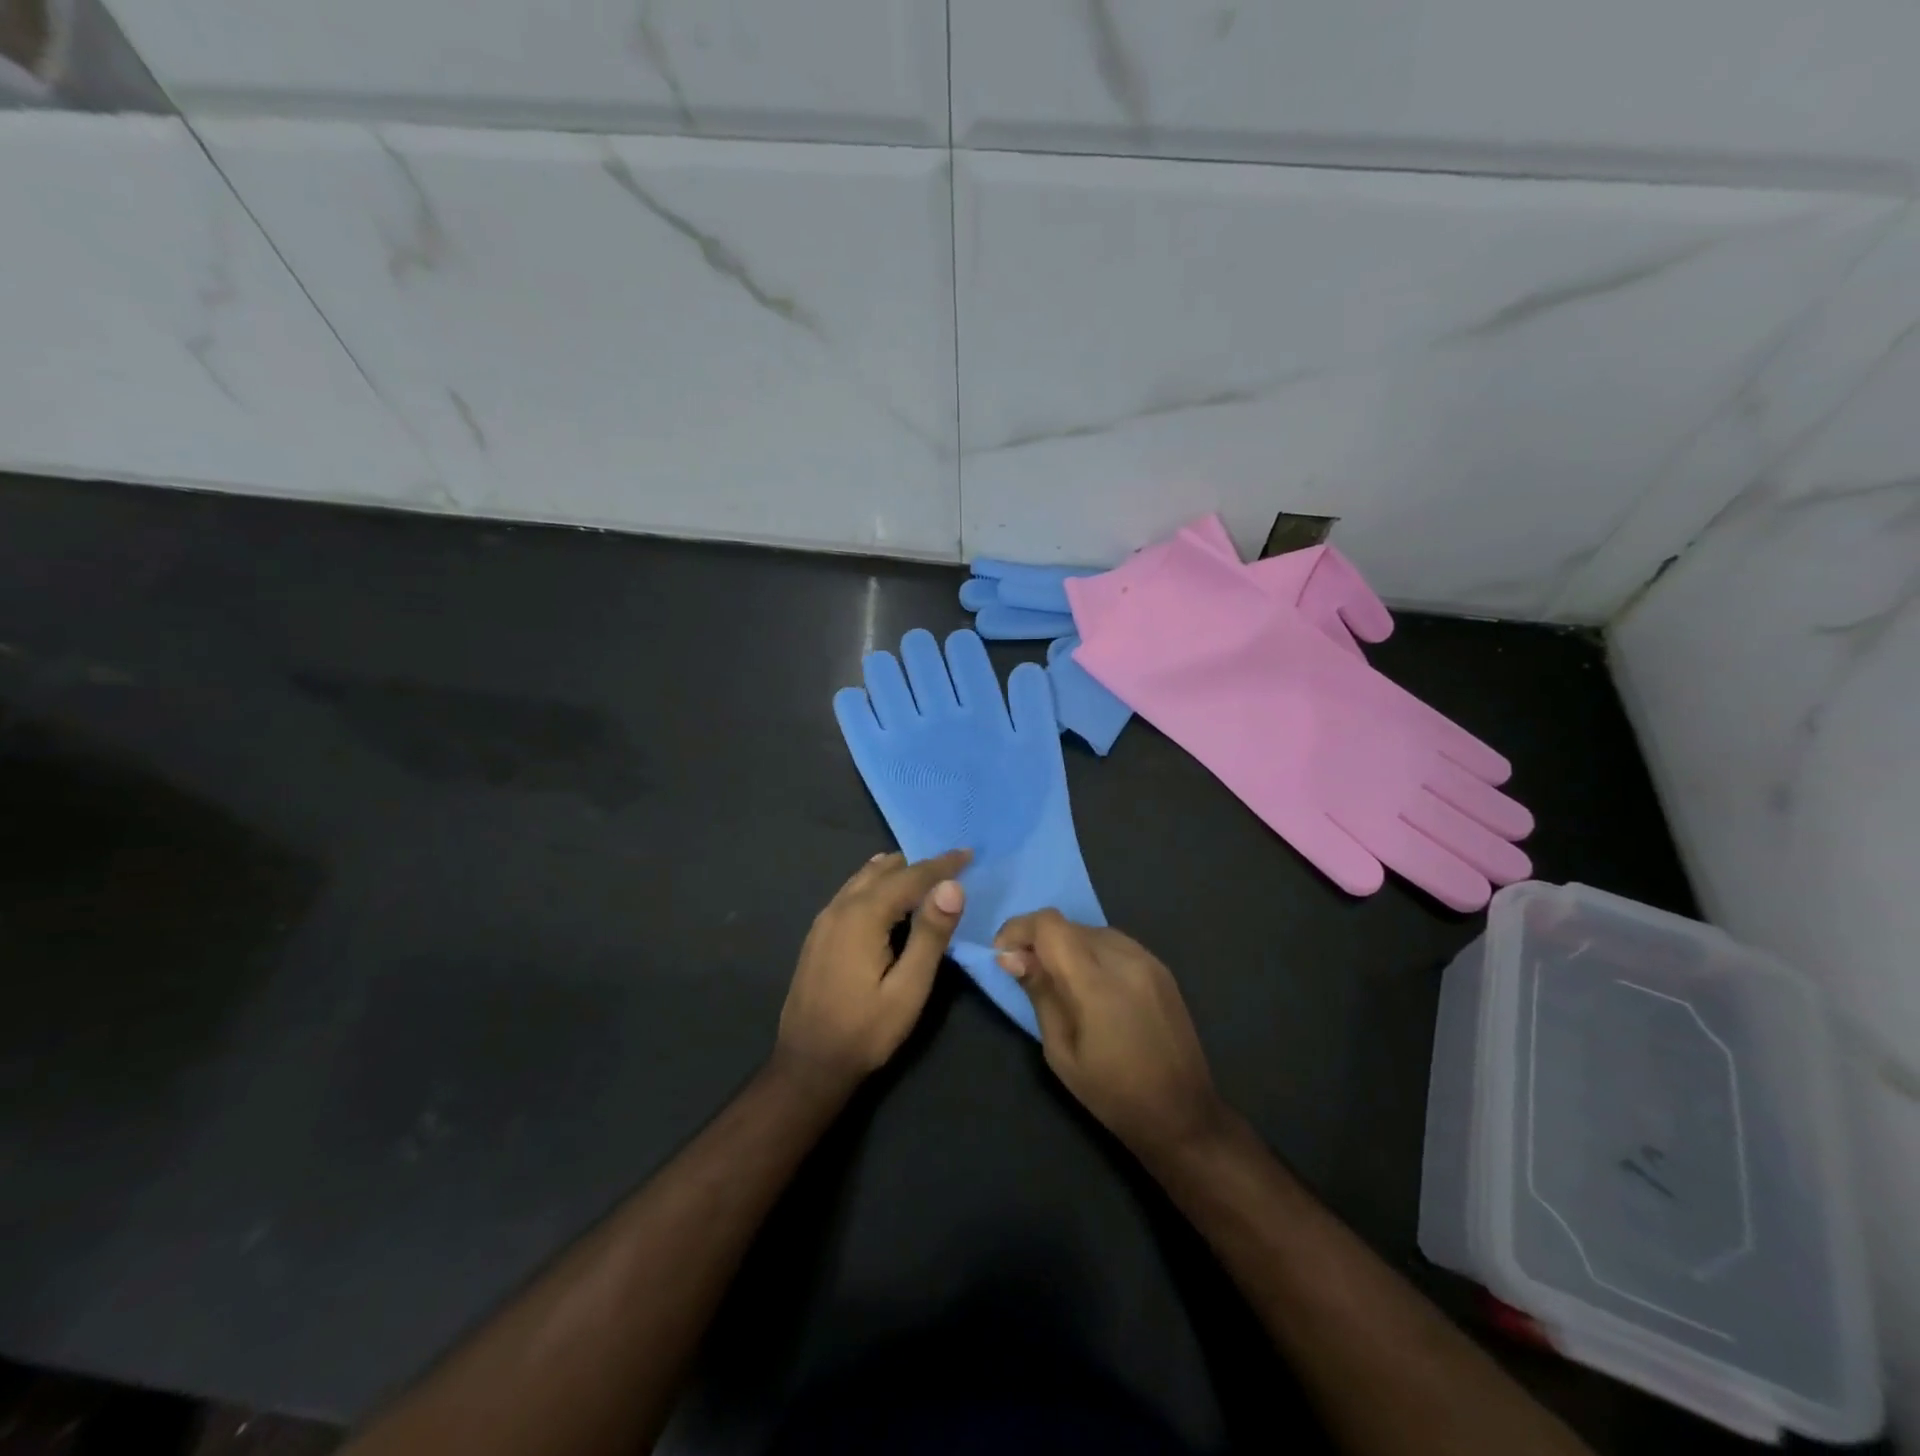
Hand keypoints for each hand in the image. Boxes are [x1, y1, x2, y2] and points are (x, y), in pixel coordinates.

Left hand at [776, 849, 969, 1092]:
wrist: (808, 1064)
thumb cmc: (865, 1031)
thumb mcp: (909, 989)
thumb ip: (931, 935)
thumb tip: (952, 886)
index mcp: (863, 916)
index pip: (911, 877)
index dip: (942, 864)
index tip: (969, 853)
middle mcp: (840, 907)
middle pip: (885, 870)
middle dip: (920, 864)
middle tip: (953, 864)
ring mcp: (824, 919)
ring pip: (864, 878)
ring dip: (897, 871)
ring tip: (926, 872)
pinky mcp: (819, 933)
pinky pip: (852, 891)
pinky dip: (876, 882)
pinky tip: (886, 891)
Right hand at [995, 910, 1227, 1165]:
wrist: (1183, 1114)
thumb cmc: (1112, 1093)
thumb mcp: (1061, 1050)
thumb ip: (1039, 993)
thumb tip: (1010, 956)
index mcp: (1095, 982)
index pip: (1049, 925)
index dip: (1019, 929)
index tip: (1003, 954)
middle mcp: (1124, 958)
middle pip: (1069, 925)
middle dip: (1040, 940)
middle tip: (1025, 971)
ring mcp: (1147, 959)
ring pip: (1092, 931)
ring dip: (1067, 945)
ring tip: (1059, 980)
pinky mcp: (1161, 967)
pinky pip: (1115, 943)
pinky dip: (1092, 952)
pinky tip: (1091, 984)